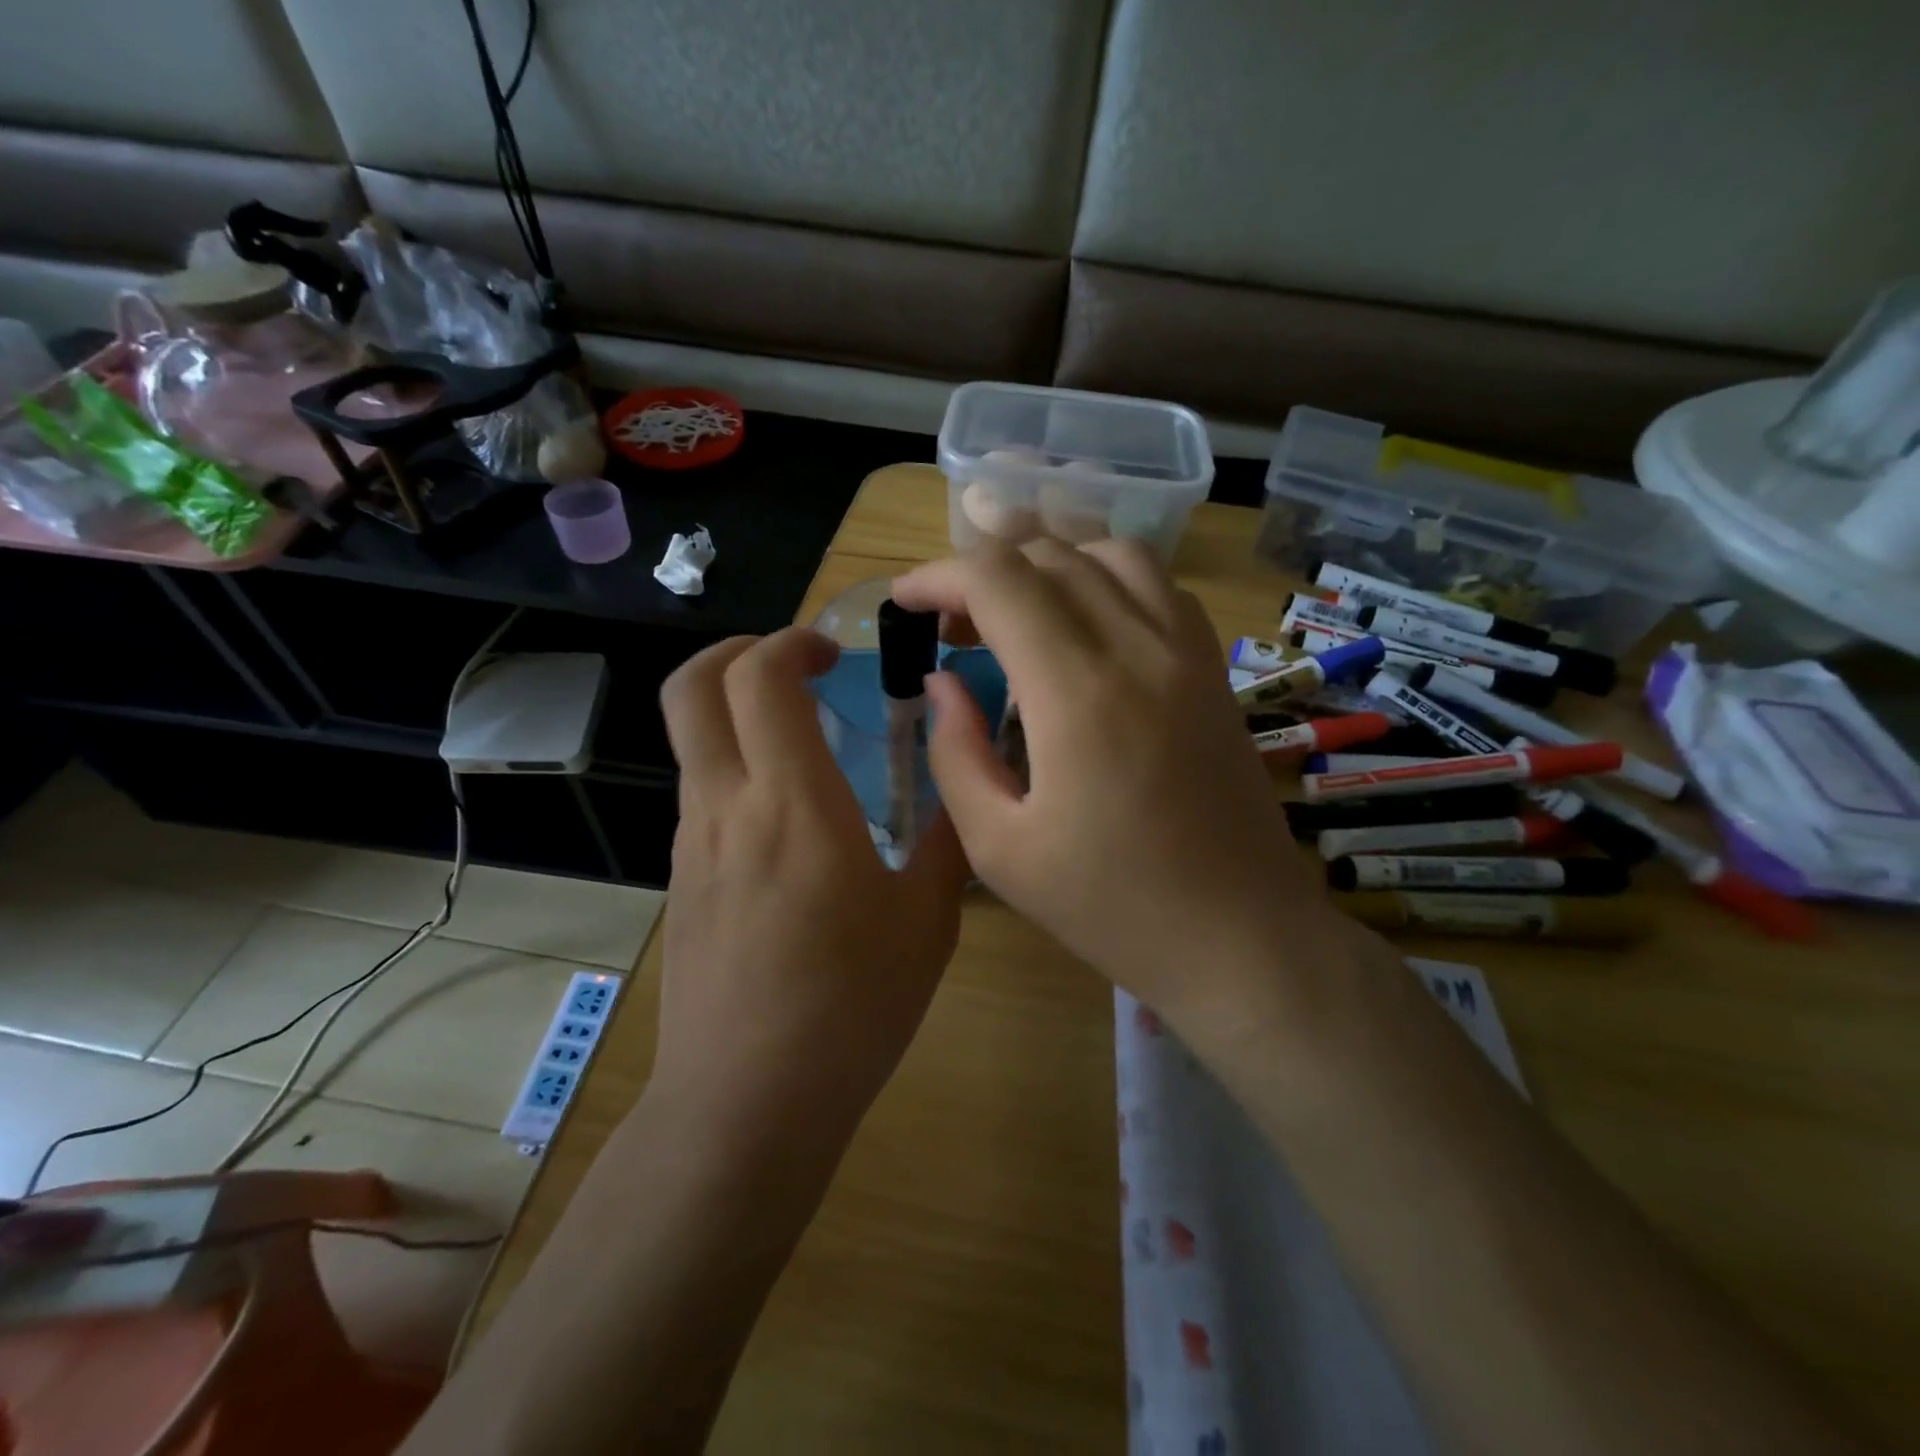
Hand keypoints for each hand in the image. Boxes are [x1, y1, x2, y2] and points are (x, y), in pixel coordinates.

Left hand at [652, 628, 969, 1136]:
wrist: (747, 1105)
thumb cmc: (850, 1009)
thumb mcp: (926, 922)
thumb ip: (946, 840)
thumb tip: (961, 786)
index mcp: (792, 803)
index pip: (761, 678)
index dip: (791, 642)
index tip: (834, 655)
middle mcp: (727, 805)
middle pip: (692, 686)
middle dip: (738, 650)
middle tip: (797, 666)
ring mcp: (692, 843)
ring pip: (692, 737)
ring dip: (737, 709)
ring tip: (805, 740)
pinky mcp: (681, 879)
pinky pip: (701, 790)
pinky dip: (736, 763)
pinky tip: (790, 816)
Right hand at [892, 539, 1352, 1035]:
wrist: (1240, 936)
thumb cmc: (1111, 907)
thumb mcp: (999, 849)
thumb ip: (955, 754)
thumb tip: (941, 683)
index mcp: (1076, 694)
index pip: (998, 581)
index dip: (939, 576)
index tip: (905, 602)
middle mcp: (1137, 649)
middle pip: (1048, 557)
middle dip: (982, 572)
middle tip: (950, 627)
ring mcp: (1187, 652)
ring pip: (1109, 554)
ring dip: (1047, 565)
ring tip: (1014, 614)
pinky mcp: (1214, 668)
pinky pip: (1157, 585)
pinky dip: (1105, 579)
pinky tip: (1084, 627)